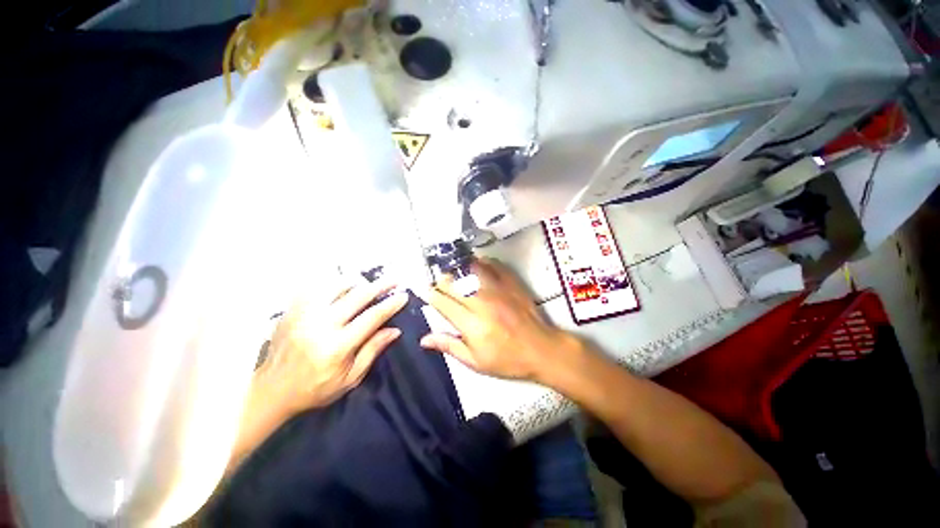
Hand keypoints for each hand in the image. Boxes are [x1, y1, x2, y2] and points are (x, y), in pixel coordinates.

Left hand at [255, 277, 408, 415]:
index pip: (372, 317)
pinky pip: (316, 288)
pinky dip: (332, 284)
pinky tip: (341, 286)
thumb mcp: (350, 378)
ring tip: (367, 282)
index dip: (390, 304)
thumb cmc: (316, 388)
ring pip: (336, 286)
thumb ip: (372, 350)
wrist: (272, 390)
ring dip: (356, 282)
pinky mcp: (292, 311)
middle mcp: (321, 325)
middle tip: (394, 279)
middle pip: (357, 296)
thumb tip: (395, 330)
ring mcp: (304, 315)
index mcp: (337, 346)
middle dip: (380, 285)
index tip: (403, 295)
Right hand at [420, 259, 580, 381]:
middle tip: (440, 286)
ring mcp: (497, 289)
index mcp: (471, 323)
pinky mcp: (510, 283)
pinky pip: (491, 264)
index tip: (426, 293)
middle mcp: (481, 301)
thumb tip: (424, 339)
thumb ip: (449, 346)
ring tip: (454, 275)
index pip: (442, 301)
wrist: (541, 349)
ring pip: (469, 269)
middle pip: (452, 282)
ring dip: (458, 270)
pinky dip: (479, 263)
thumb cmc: (507, 360)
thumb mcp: (475, 362)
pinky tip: (475, 266)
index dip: (430, 295)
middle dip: (441, 282)